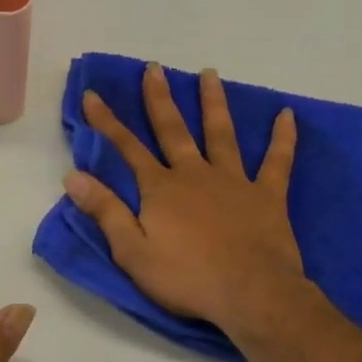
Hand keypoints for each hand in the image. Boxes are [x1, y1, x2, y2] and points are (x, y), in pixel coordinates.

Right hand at [63, 63, 308, 336]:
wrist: (250, 294)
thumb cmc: (187, 278)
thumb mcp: (132, 252)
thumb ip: (105, 211)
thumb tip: (74, 176)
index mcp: (161, 189)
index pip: (127, 148)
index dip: (107, 122)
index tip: (92, 94)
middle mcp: (195, 174)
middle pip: (174, 130)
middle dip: (160, 99)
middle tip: (154, 67)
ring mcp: (234, 181)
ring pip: (221, 133)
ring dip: (213, 103)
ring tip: (209, 74)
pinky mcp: (267, 195)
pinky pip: (277, 161)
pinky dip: (282, 138)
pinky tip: (287, 115)